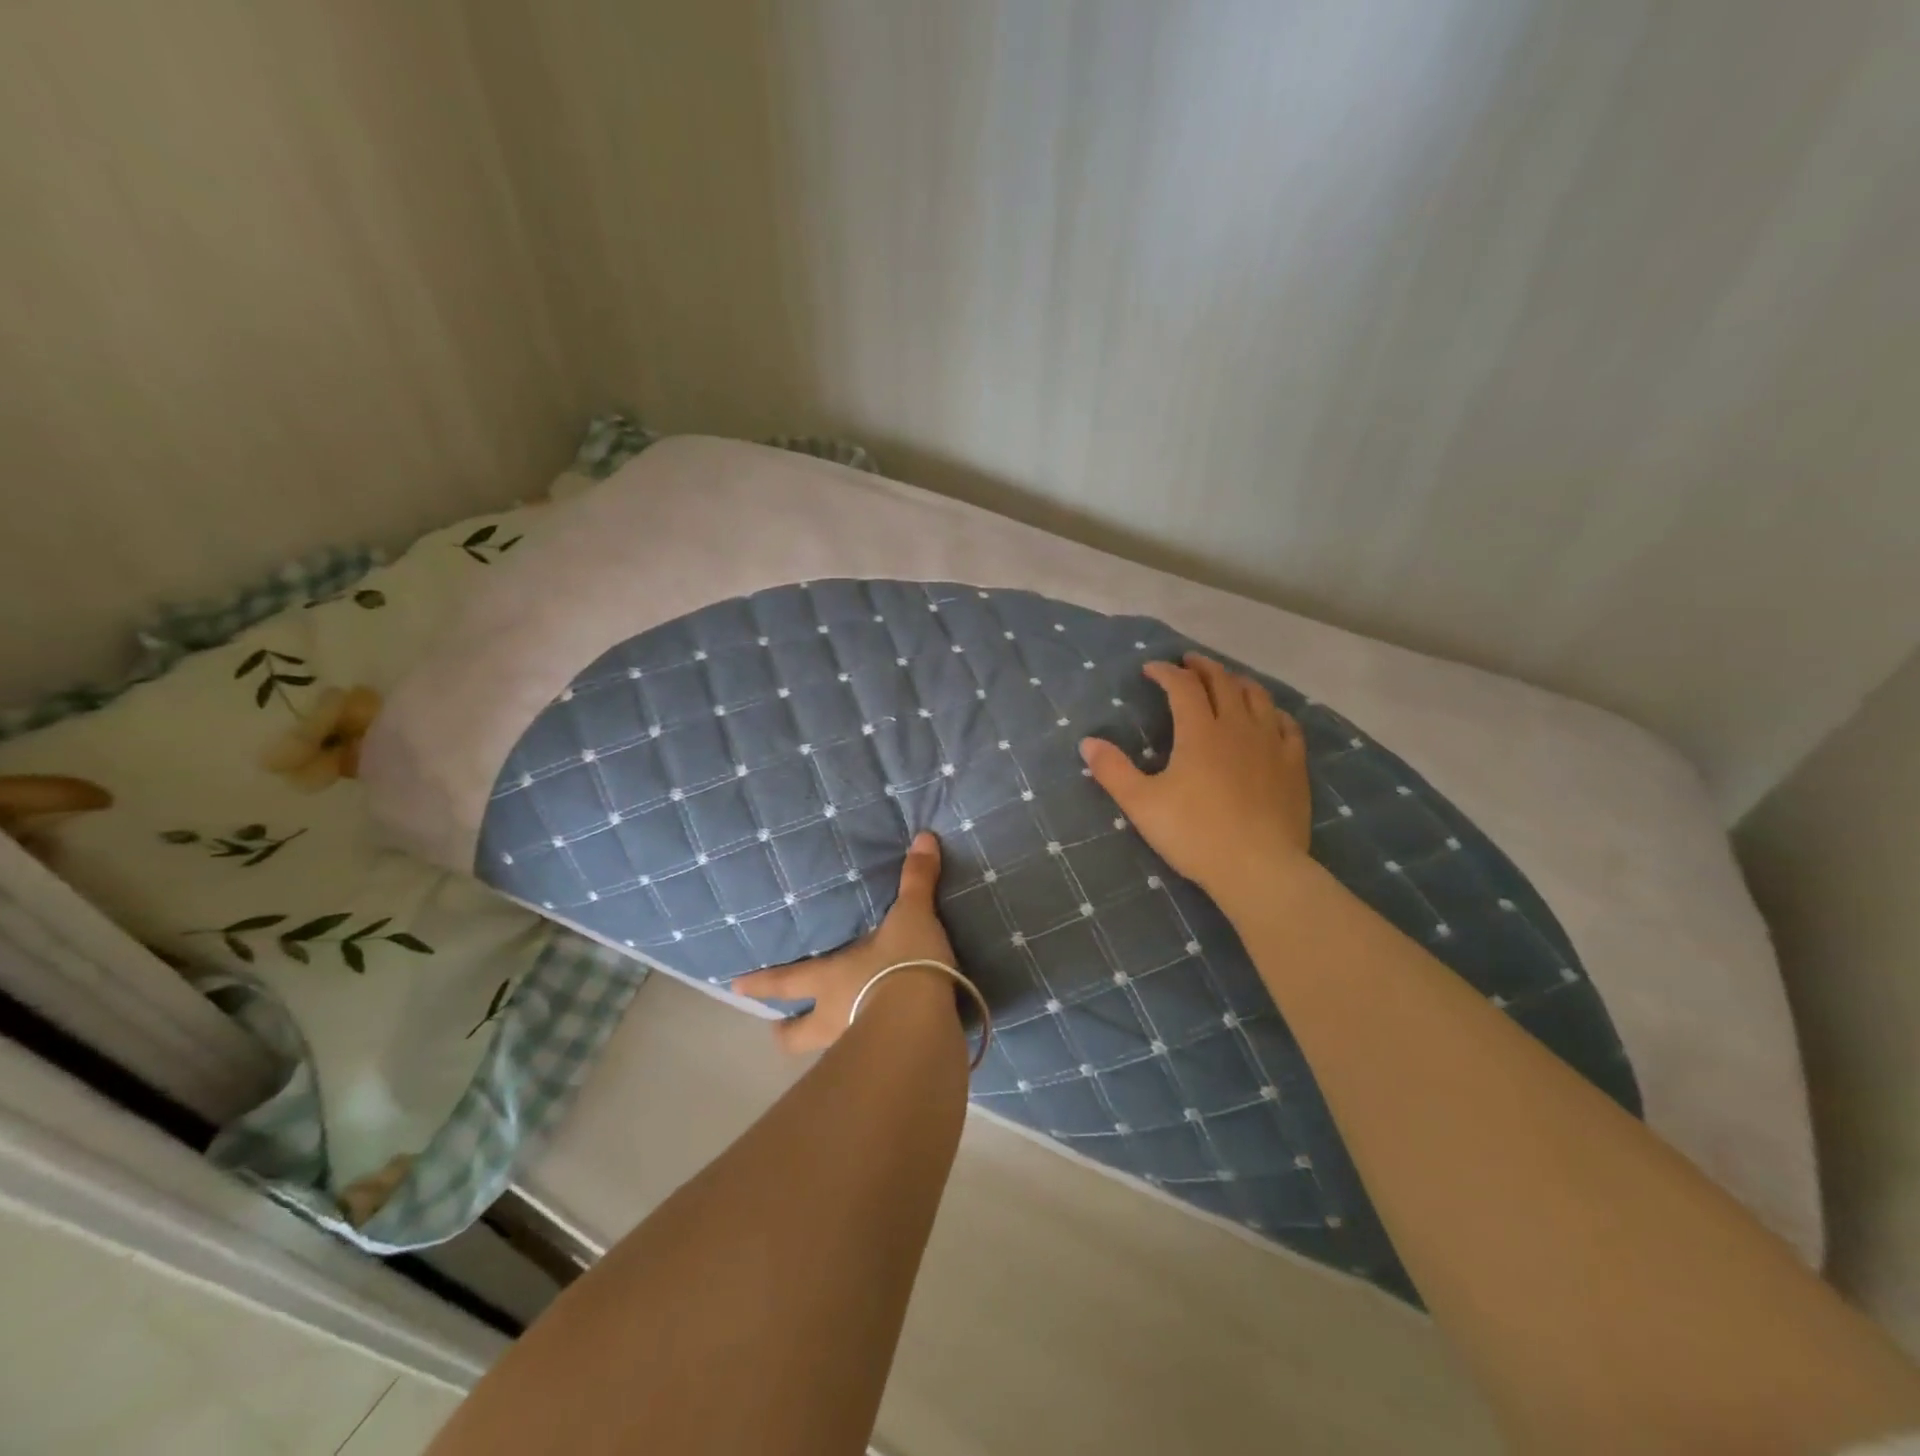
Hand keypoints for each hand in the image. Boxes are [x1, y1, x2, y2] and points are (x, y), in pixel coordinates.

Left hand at [731, 832, 958, 1052]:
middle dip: (786, 1032)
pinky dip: (868, 1055)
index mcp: (829, 980)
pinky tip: (881, 1051)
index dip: (760, 984)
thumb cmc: (903, 964)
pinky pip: (865, 1062)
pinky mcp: (882, 1066)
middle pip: (796, 1036)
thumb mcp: (912, 915)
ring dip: (826, 1048)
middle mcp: (832, 1017)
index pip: (785, 982)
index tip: (734, 987)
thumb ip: (916, 880)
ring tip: (835, 1043)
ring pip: (827, 1053)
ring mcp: (854, 1047)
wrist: (924, 1020)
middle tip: (781, 1030)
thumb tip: (924, 837)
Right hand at [1080, 654, 1311, 913]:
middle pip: (1223, 682)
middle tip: (1189, 662)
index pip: (1182, 686)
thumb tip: (1087, 742)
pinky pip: (1287, 725)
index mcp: (1200, 731)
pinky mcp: (1294, 766)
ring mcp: (1271, 744)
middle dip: (1203, 667)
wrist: (1259, 868)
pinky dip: (1273, 712)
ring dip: (1238, 682)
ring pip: (1258, 697)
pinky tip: (1270, 716)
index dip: (1166, 672)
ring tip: (1227, 680)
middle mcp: (1238, 727)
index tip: (1151, 668)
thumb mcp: (1141, 804)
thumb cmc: (1194, 834)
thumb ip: (1112, 770)